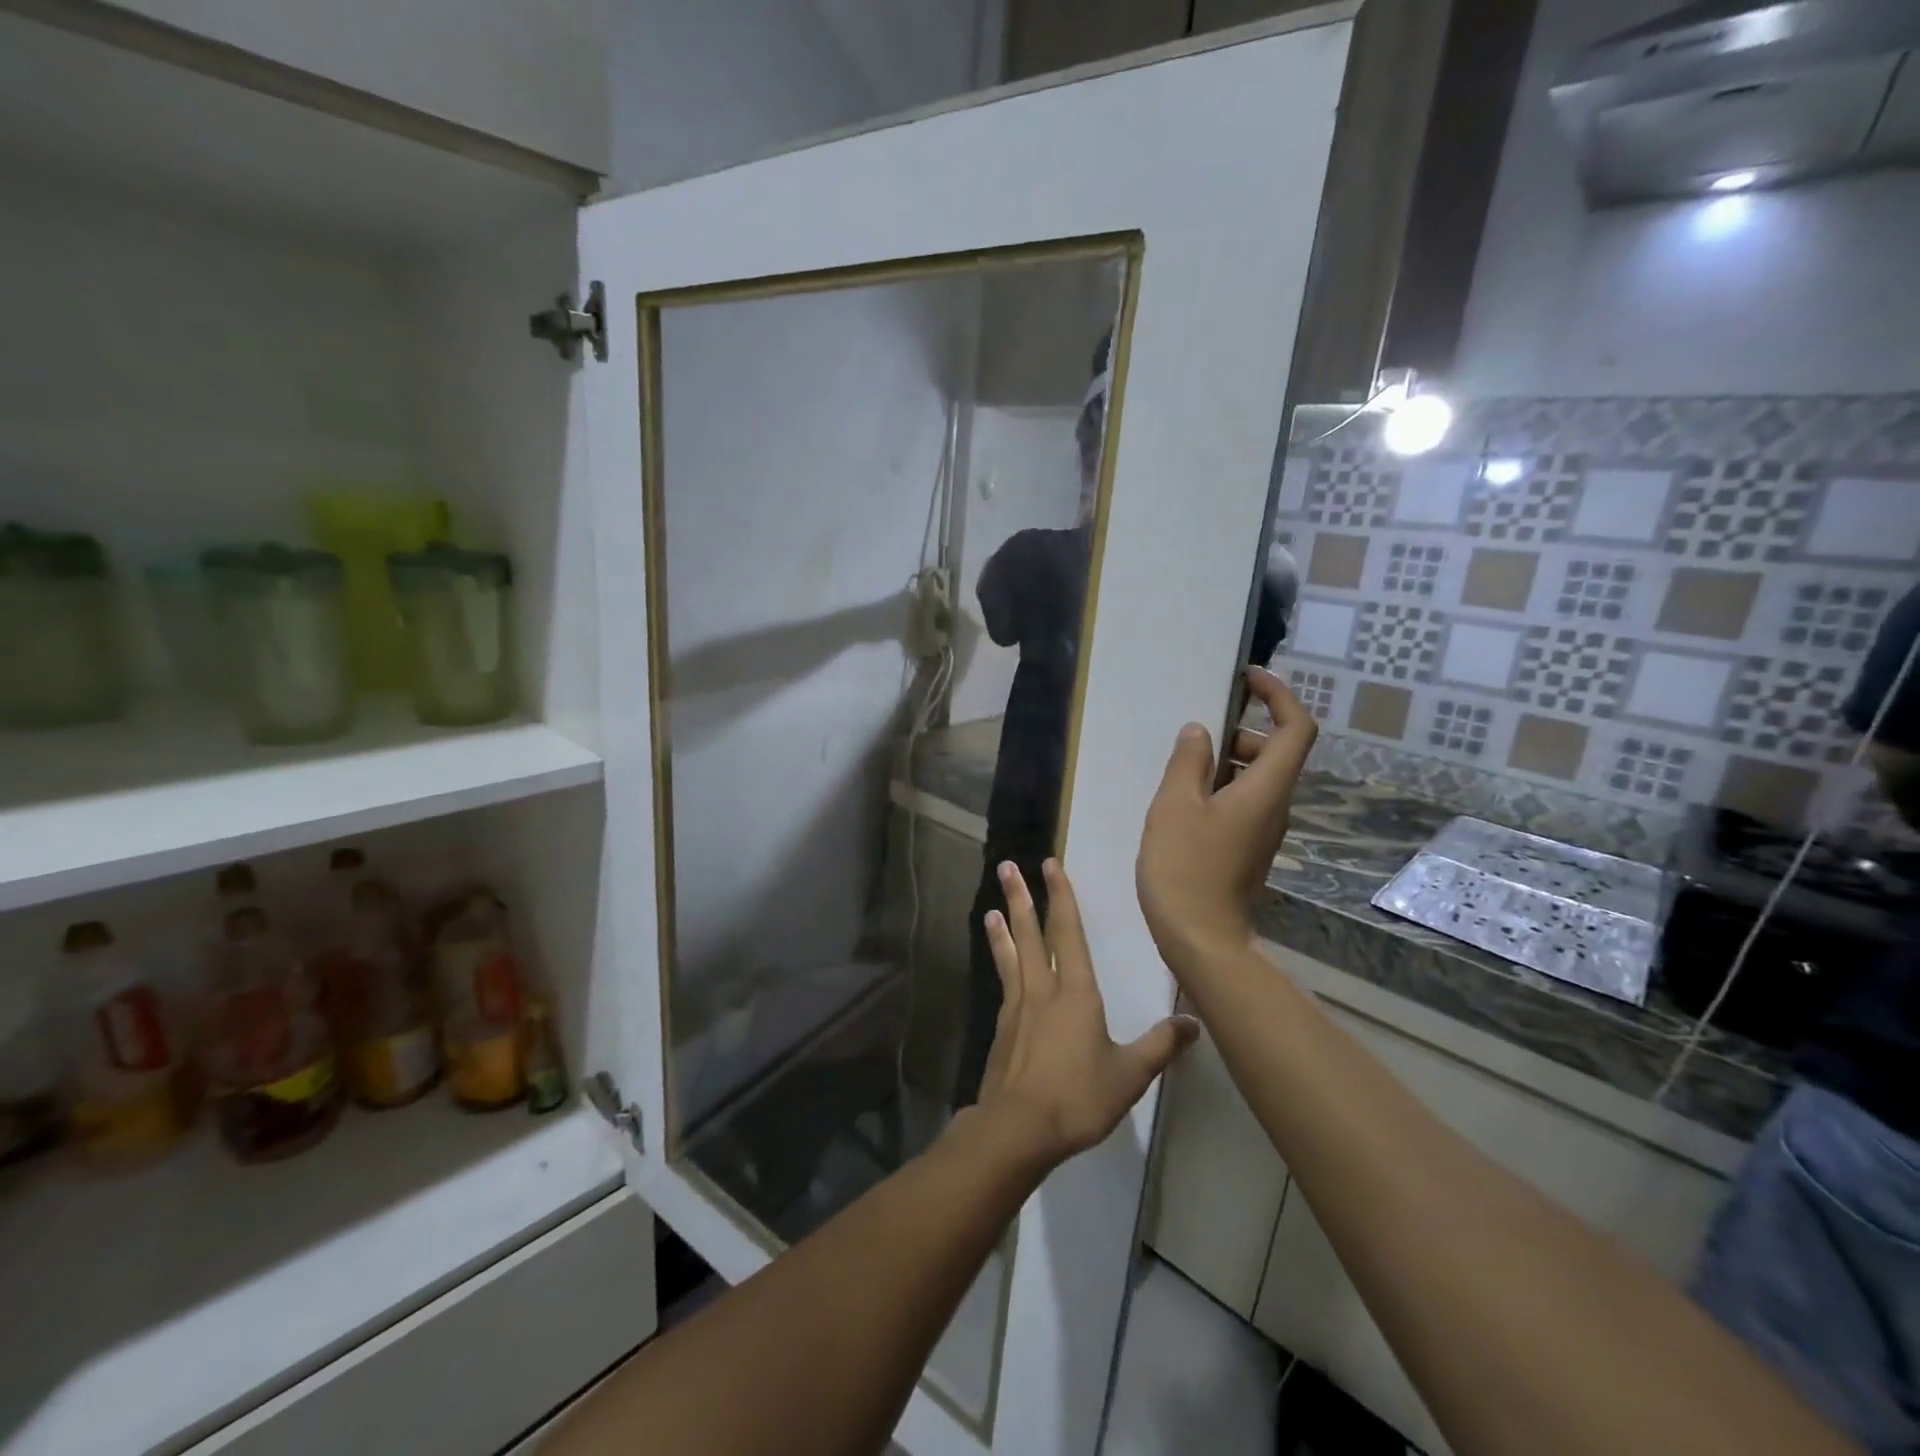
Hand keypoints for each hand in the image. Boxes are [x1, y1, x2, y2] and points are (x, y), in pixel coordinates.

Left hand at [972, 859, 1198, 1168]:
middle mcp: (1043, 990)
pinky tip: (1000, 966)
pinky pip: (1003, 984)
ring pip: (1011, 956)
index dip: (1062, 897)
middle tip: (1007, 868)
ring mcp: (1017, 1008)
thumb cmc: (1078, 1097)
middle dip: (1021, 898)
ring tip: (992, 908)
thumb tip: (1194, 1022)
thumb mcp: (1130, 1074)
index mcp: (1076, 993)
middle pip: (1031, 934)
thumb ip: (1161, 1046)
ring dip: (1003, 929)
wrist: (1019, 1128)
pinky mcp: (1002, 1029)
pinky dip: (1000, 964)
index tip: (1050, 865)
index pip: (1068, 933)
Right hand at [1136, 666, 1317, 977]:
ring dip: (1229, 760)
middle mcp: (1276, 806)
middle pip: (1278, 751)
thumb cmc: (1185, 867)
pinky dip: (1222, 786)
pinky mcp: (1249, 848)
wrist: (1200, 937)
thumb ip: (1188, 761)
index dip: (1279, 695)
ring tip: (1183, 766)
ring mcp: (1264, 830)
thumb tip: (1200, 731)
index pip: (1296, 728)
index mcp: (1267, 789)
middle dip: (1244, 729)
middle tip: (1200, 731)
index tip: (1248, 678)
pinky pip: (1245, 801)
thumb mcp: (1175, 805)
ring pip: (1259, 778)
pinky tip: (1184, 800)